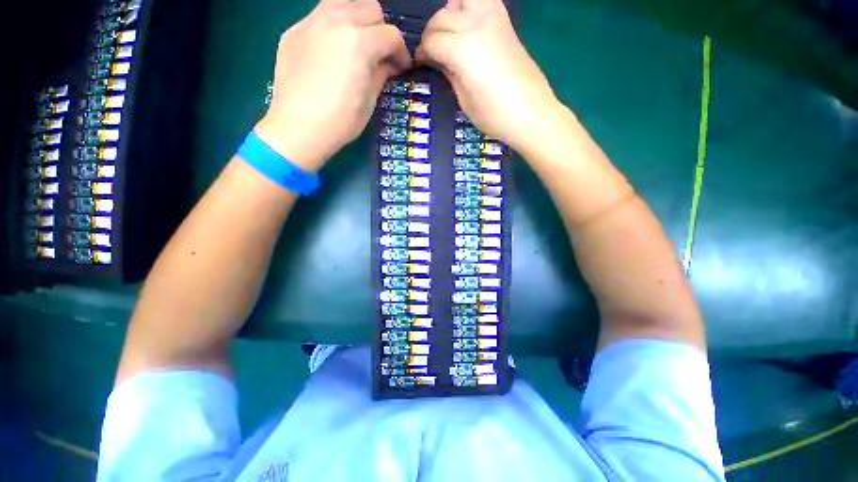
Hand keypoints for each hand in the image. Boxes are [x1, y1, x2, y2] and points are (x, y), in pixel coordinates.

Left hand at [255, 0, 410, 171]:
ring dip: (357, 20)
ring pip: (344, 2)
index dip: (401, 52)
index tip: (401, 67)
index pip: (391, 35)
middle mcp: (336, 20)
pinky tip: (331, 51)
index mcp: (360, 42)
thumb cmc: (340, 121)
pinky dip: (334, 27)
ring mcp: (311, 21)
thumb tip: (388, 64)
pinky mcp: (294, 30)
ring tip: (356, 45)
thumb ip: (381, 74)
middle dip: (381, 30)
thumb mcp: (369, 101)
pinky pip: (320, 16)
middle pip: (370, 8)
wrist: (298, 128)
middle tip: (380, 55)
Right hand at [417, 0, 559, 152]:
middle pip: (443, 16)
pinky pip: (484, 3)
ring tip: (450, 33)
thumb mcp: (464, 101)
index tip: (420, 62)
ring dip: (451, 11)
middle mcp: (476, 25)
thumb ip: (450, 74)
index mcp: (462, 50)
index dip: (422, 52)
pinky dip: (471, 8)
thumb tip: (440, 61)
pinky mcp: (507, 24)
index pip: (432, 41)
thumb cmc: (495, 115)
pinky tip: (469, 28)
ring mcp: (495, 20)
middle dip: (432, 32)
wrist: (531, 114)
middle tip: (432, 52)